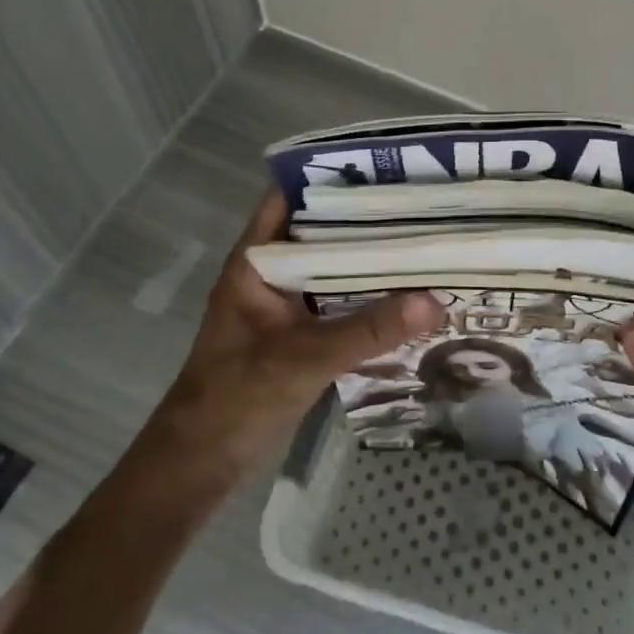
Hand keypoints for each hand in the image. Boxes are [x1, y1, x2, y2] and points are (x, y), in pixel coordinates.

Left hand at [153, 191, 444, 484]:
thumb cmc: (237, 397)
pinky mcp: (295, 334)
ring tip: (421, 239)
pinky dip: (364, 295)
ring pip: (330, 267)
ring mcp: (282, 305)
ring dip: (367, 258)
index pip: (291, 198)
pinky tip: (404, 294)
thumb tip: (436, 301)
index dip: (330, 177)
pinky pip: (335, 301)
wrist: (197, 466)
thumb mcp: (306, 358)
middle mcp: (270, 273)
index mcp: (256, 261)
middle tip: (419, 203)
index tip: (381, 168)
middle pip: (319, 231)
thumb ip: (370, 330)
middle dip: (364, 218)